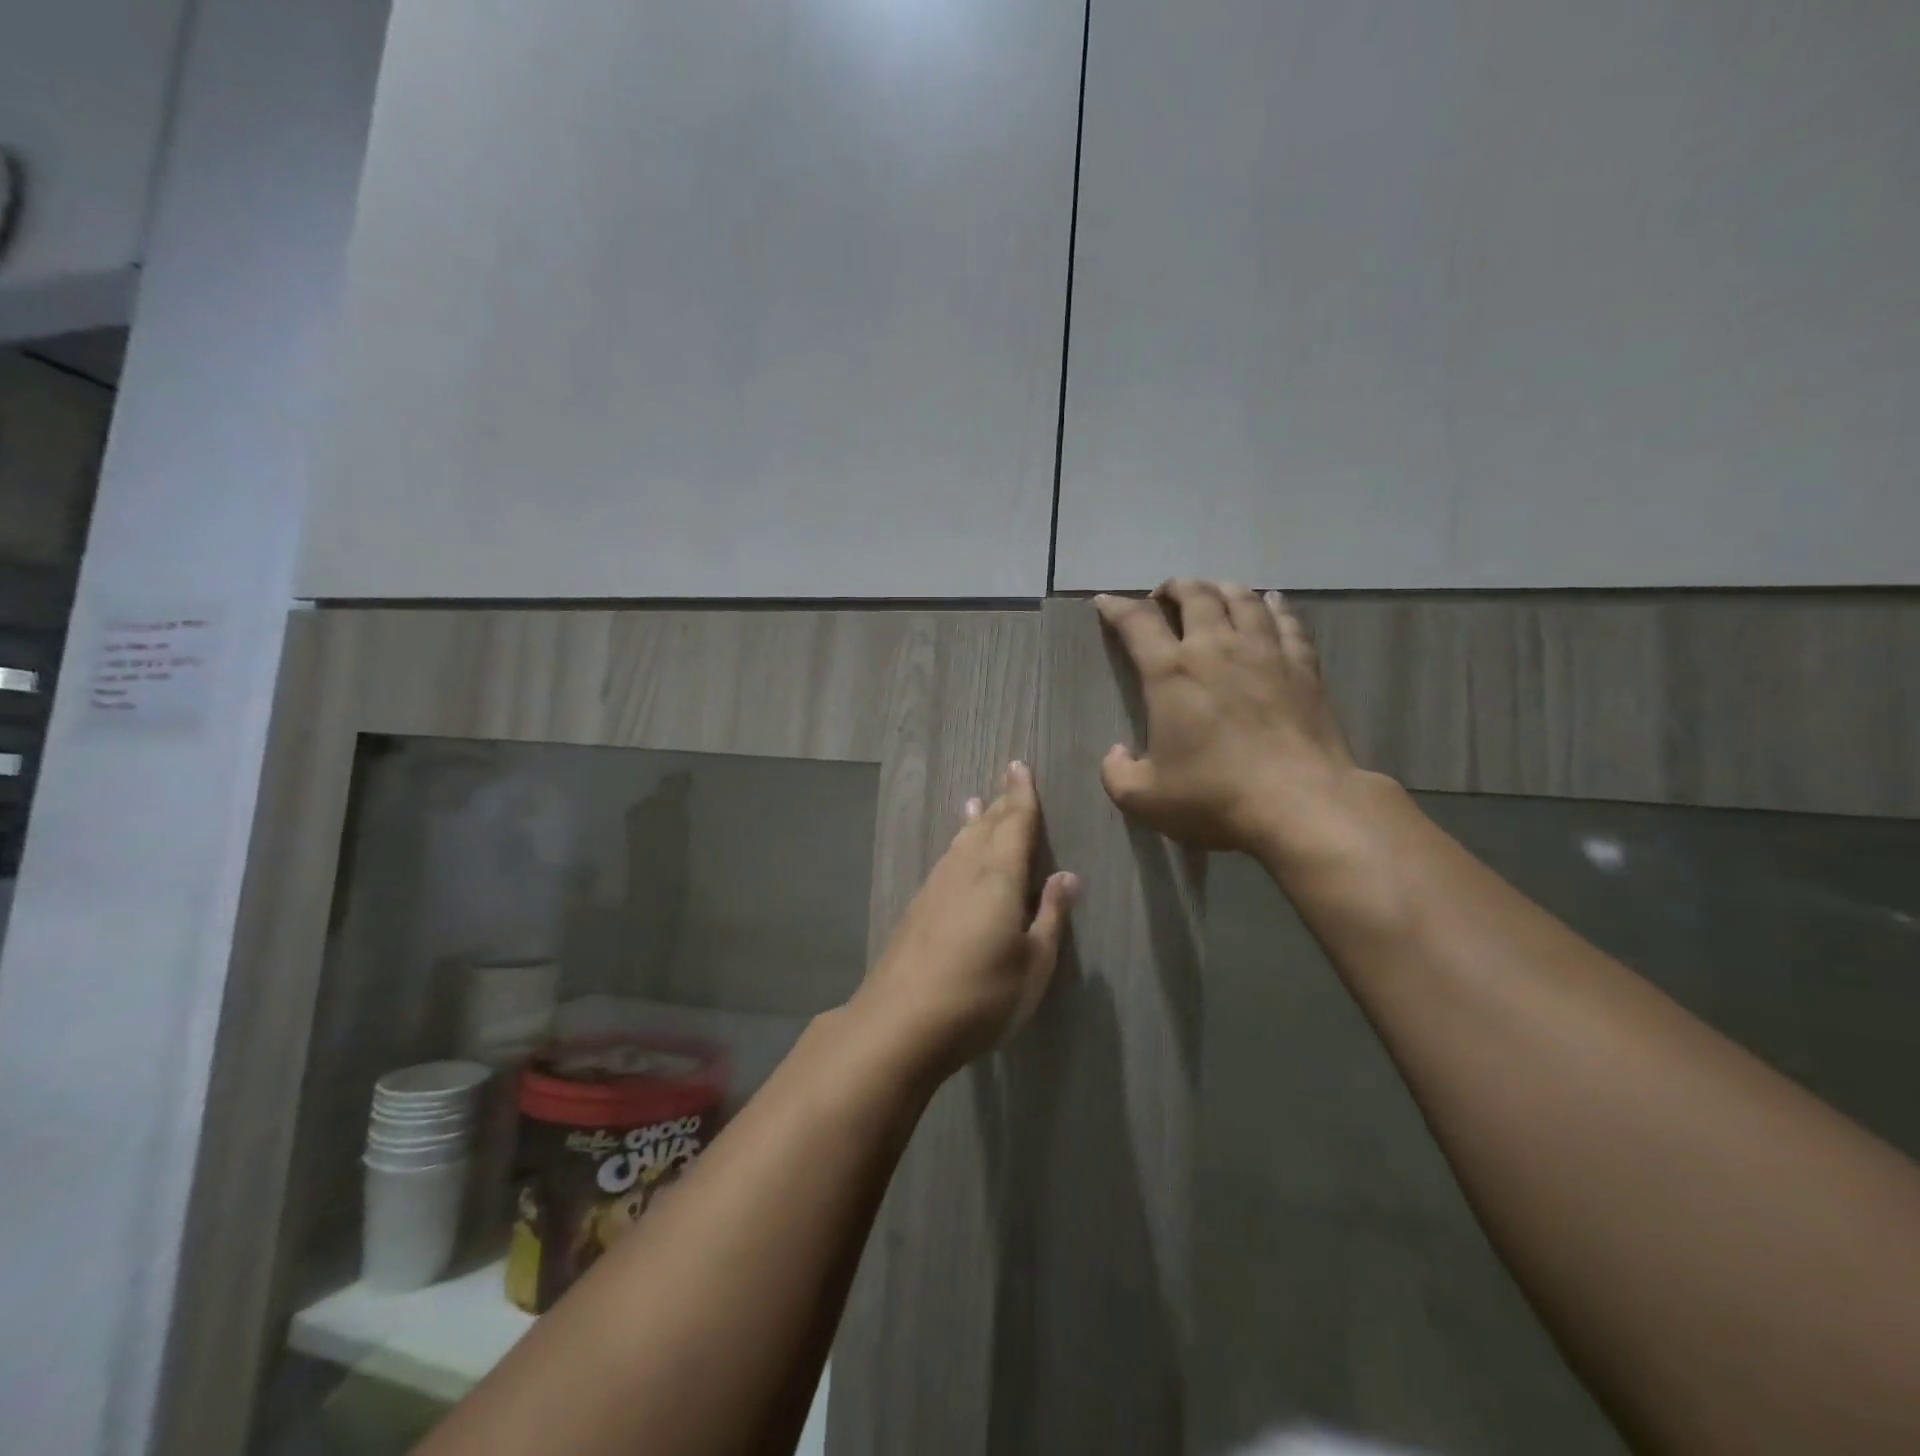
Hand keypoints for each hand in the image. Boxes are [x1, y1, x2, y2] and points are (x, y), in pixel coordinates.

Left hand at [852, 762, 1076, 1075]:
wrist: (900, 1023)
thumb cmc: (982, 995)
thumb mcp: (1034, 964)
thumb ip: (1051, 917)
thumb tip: (1066, 876)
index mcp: (999, 878)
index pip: (1016, 825)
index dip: (1022, 796)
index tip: (1020, 767)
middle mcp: (964, 872)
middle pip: (986, 828)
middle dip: (1000, 802)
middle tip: (1007, 776)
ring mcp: (935, 889)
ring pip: (960, 843)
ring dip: (973, 822)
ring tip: (976, 804)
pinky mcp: (916, 910)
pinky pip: (945, 863)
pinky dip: (955, 847)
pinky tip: (953, 855)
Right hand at [1095, 581, 1362, 854]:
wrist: (1300, 804)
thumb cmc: (1215, 797)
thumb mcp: (1144, 798)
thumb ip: (1117, 774)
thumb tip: (1116, 753)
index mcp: (1171, 673)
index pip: (1137, 623)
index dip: (1116, 607)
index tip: (1105, 602)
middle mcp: (1216, 649)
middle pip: (1195, 596)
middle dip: (1174, 589)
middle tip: (1164, 596)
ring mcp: (1265, 653)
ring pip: (1242, 600)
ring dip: (1221, 589)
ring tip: (1212, 592)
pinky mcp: (1303, 667)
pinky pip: (1287, 622)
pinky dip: (1274, 606)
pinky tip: (1271, 602)